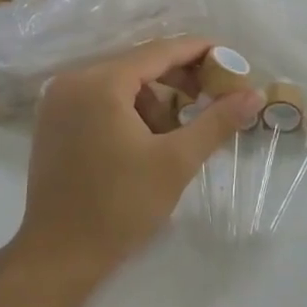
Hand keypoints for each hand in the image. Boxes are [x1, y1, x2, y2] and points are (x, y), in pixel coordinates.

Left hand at [17, 38, 261, 284]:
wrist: (58, 254)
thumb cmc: (120, 206)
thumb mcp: (176, 162)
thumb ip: (216, 121)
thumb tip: (254, 94)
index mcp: (101, 82)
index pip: (159, 51)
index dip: (198, 52)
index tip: (230, 60)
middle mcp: (73, 80)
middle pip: (137, 65)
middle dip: (177, 80)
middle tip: (212, 98)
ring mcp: (57, 101)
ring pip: (118, 84)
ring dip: (152, 101)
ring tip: (173, 137)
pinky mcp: (52, 122)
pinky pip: (98, 99)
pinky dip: (126, 110)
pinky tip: (143, 141)